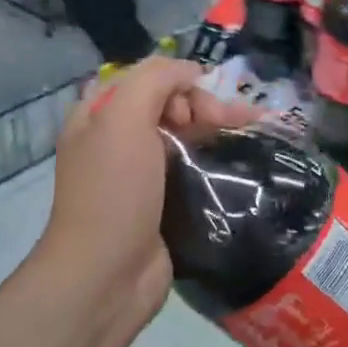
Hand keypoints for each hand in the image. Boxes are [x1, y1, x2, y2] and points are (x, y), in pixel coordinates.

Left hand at [28, 56, 257, 322]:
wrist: (106, 275)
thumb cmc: (114, 192)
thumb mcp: (124, 120)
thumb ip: (155, 80)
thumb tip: (191, 71)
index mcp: (98, 115)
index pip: (146, 78)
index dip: (178, 81)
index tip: (199, 105)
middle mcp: (115, 140)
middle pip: (167, 104)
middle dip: (201, 104)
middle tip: (226, 122)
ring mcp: (139, 174)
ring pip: (182, 136)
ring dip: (214, 128)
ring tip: (250, 130)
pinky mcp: (161, 203)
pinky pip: (191, 168)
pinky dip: (214, 160)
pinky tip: (240, 160)